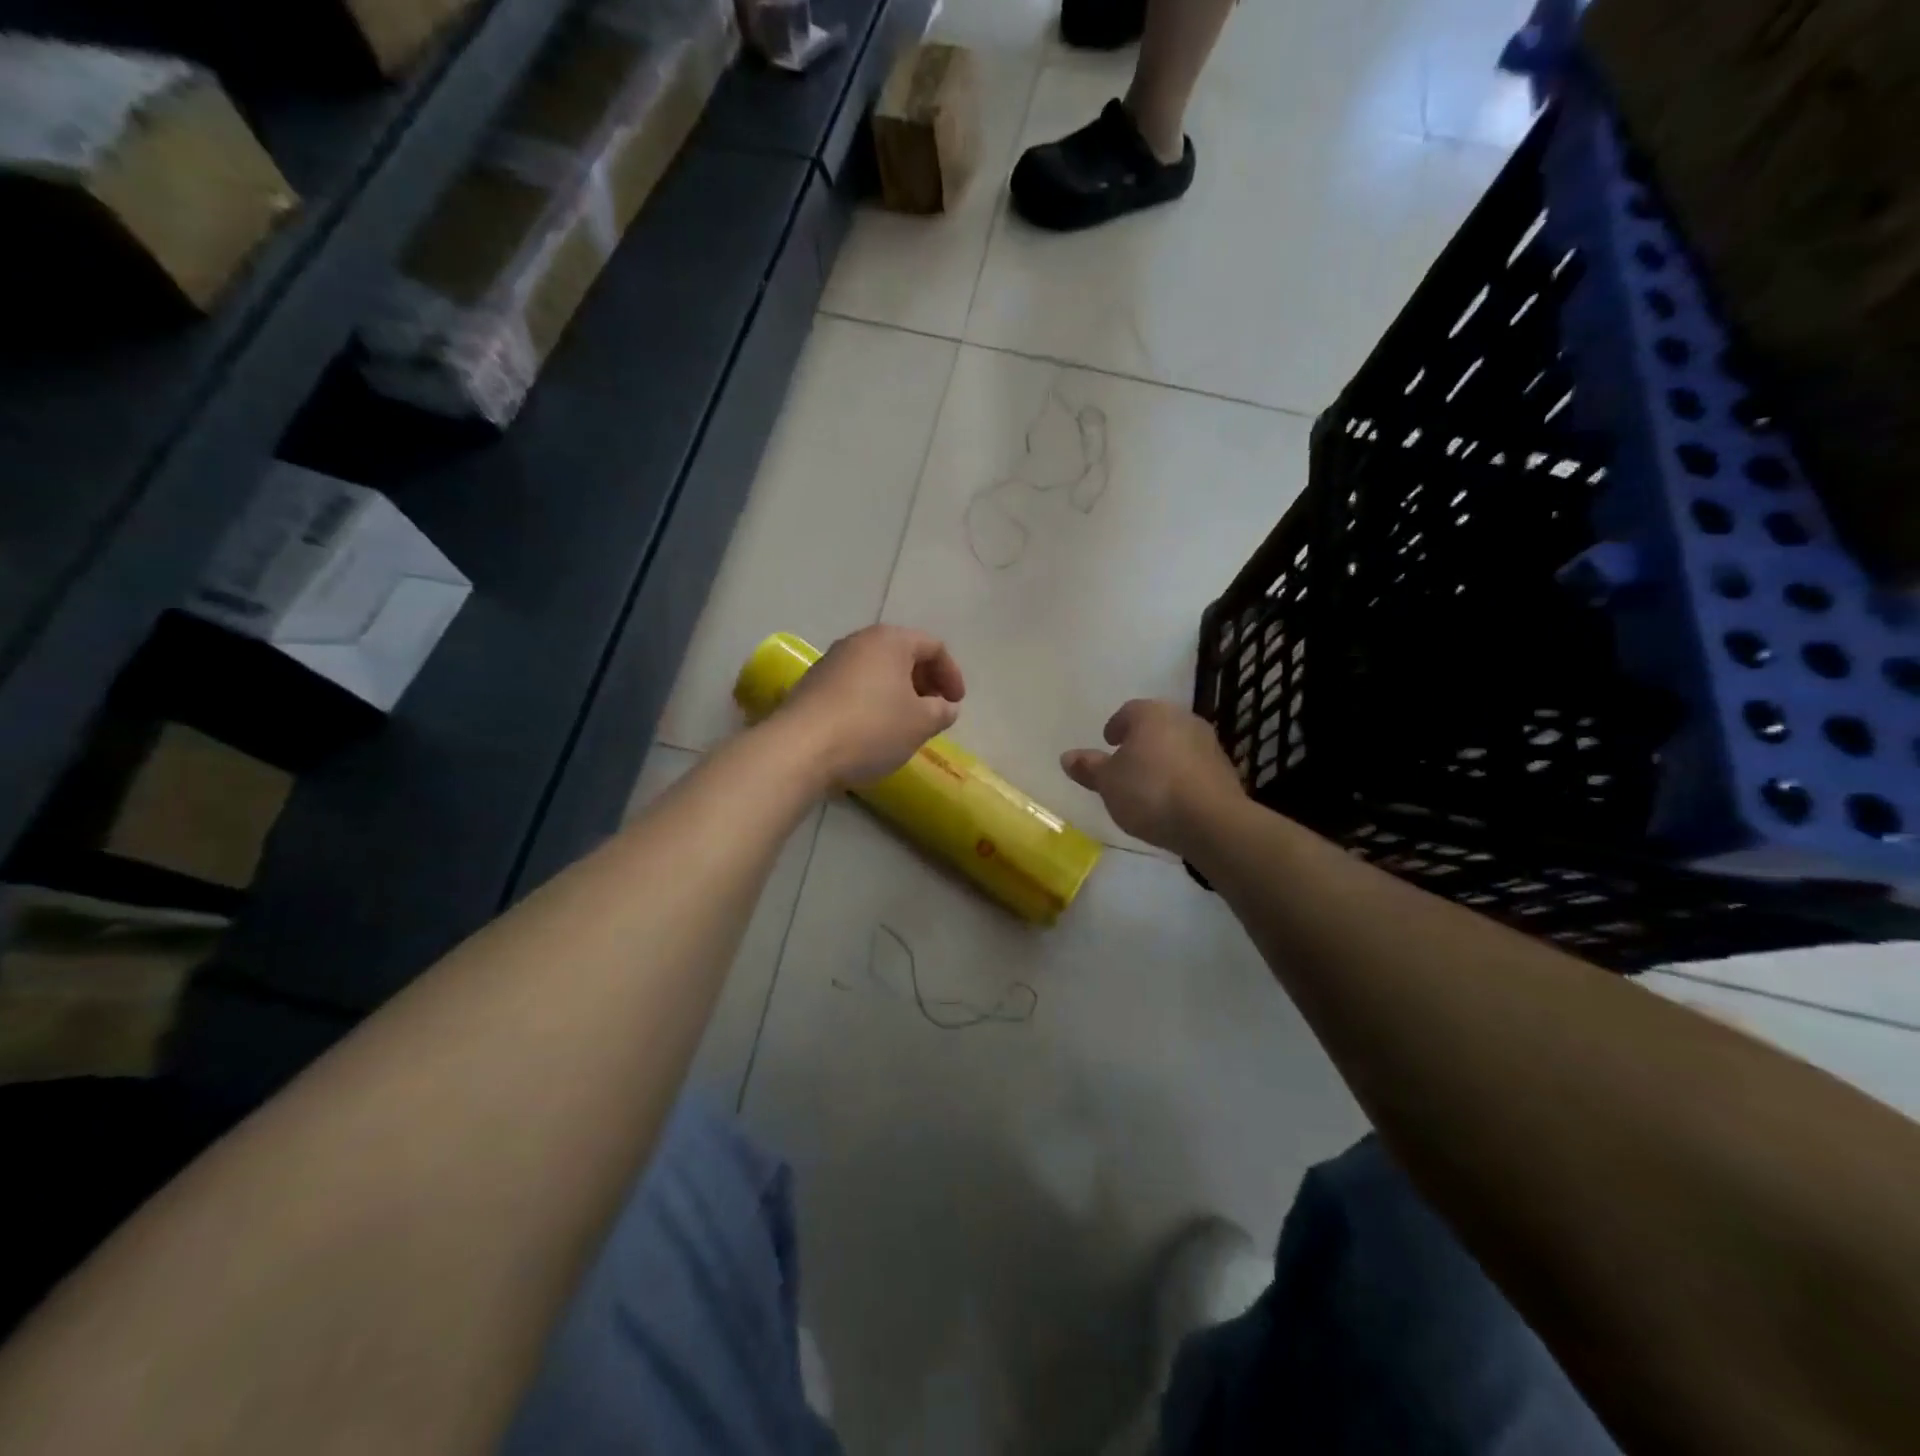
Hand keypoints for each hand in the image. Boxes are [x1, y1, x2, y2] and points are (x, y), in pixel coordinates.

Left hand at [778, 625, 965, 786]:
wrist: (800, 749)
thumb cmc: (871, 728)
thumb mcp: (920, 723)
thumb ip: (941, 711)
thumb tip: (945, 707)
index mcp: (890, 640)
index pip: (933, 646)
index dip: (951, 674)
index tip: (956, 703)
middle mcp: (858, 642)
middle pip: (902, 654)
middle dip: (924, 681)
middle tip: (934, 710)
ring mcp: (830, 662)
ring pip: (876, 671)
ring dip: (897, 693)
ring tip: (905, 723)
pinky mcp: (812, 686)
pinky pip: (854, 686)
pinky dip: (872, 701)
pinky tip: (872, 730)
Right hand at [1061, 700, 1242, 855]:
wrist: (1211, 822)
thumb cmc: (1150, 792)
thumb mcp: (1108, 783)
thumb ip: (1089, 768)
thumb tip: (1068, 757)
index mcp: (1152, 714)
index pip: (1129, 711)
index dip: (1116, 727)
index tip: (1108, 743)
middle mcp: (1183, 719)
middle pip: (1156, 726)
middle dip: (1141, 741)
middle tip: (1125, 761)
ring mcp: (1208, 744)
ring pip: (1177, 745)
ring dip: (1162, 758)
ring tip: (1147, 783)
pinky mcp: (1224, 770)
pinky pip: (1193, 767)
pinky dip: (1180, 776)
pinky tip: (1171, 798)